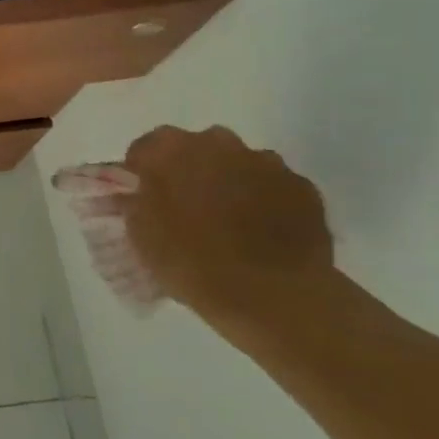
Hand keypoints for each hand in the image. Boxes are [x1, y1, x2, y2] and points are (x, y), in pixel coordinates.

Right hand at [119, 126, 345, 337]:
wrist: (273, 295)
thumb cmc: (192, 262)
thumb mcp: (142, 236)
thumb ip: (135, 205)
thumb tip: (135, 195)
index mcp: (170, 150)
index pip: (144, 149)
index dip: (140, 174)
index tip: (142, 199)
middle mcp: (218, 142)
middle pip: (195, 149)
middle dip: (188, 171)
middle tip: (186, 209)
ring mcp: (265, 162)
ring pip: (237, 164)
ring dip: (228, 183)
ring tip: (228, 223)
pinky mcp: (302, 187)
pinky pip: (273, 186)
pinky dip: (264, 201)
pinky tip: (262, 233)